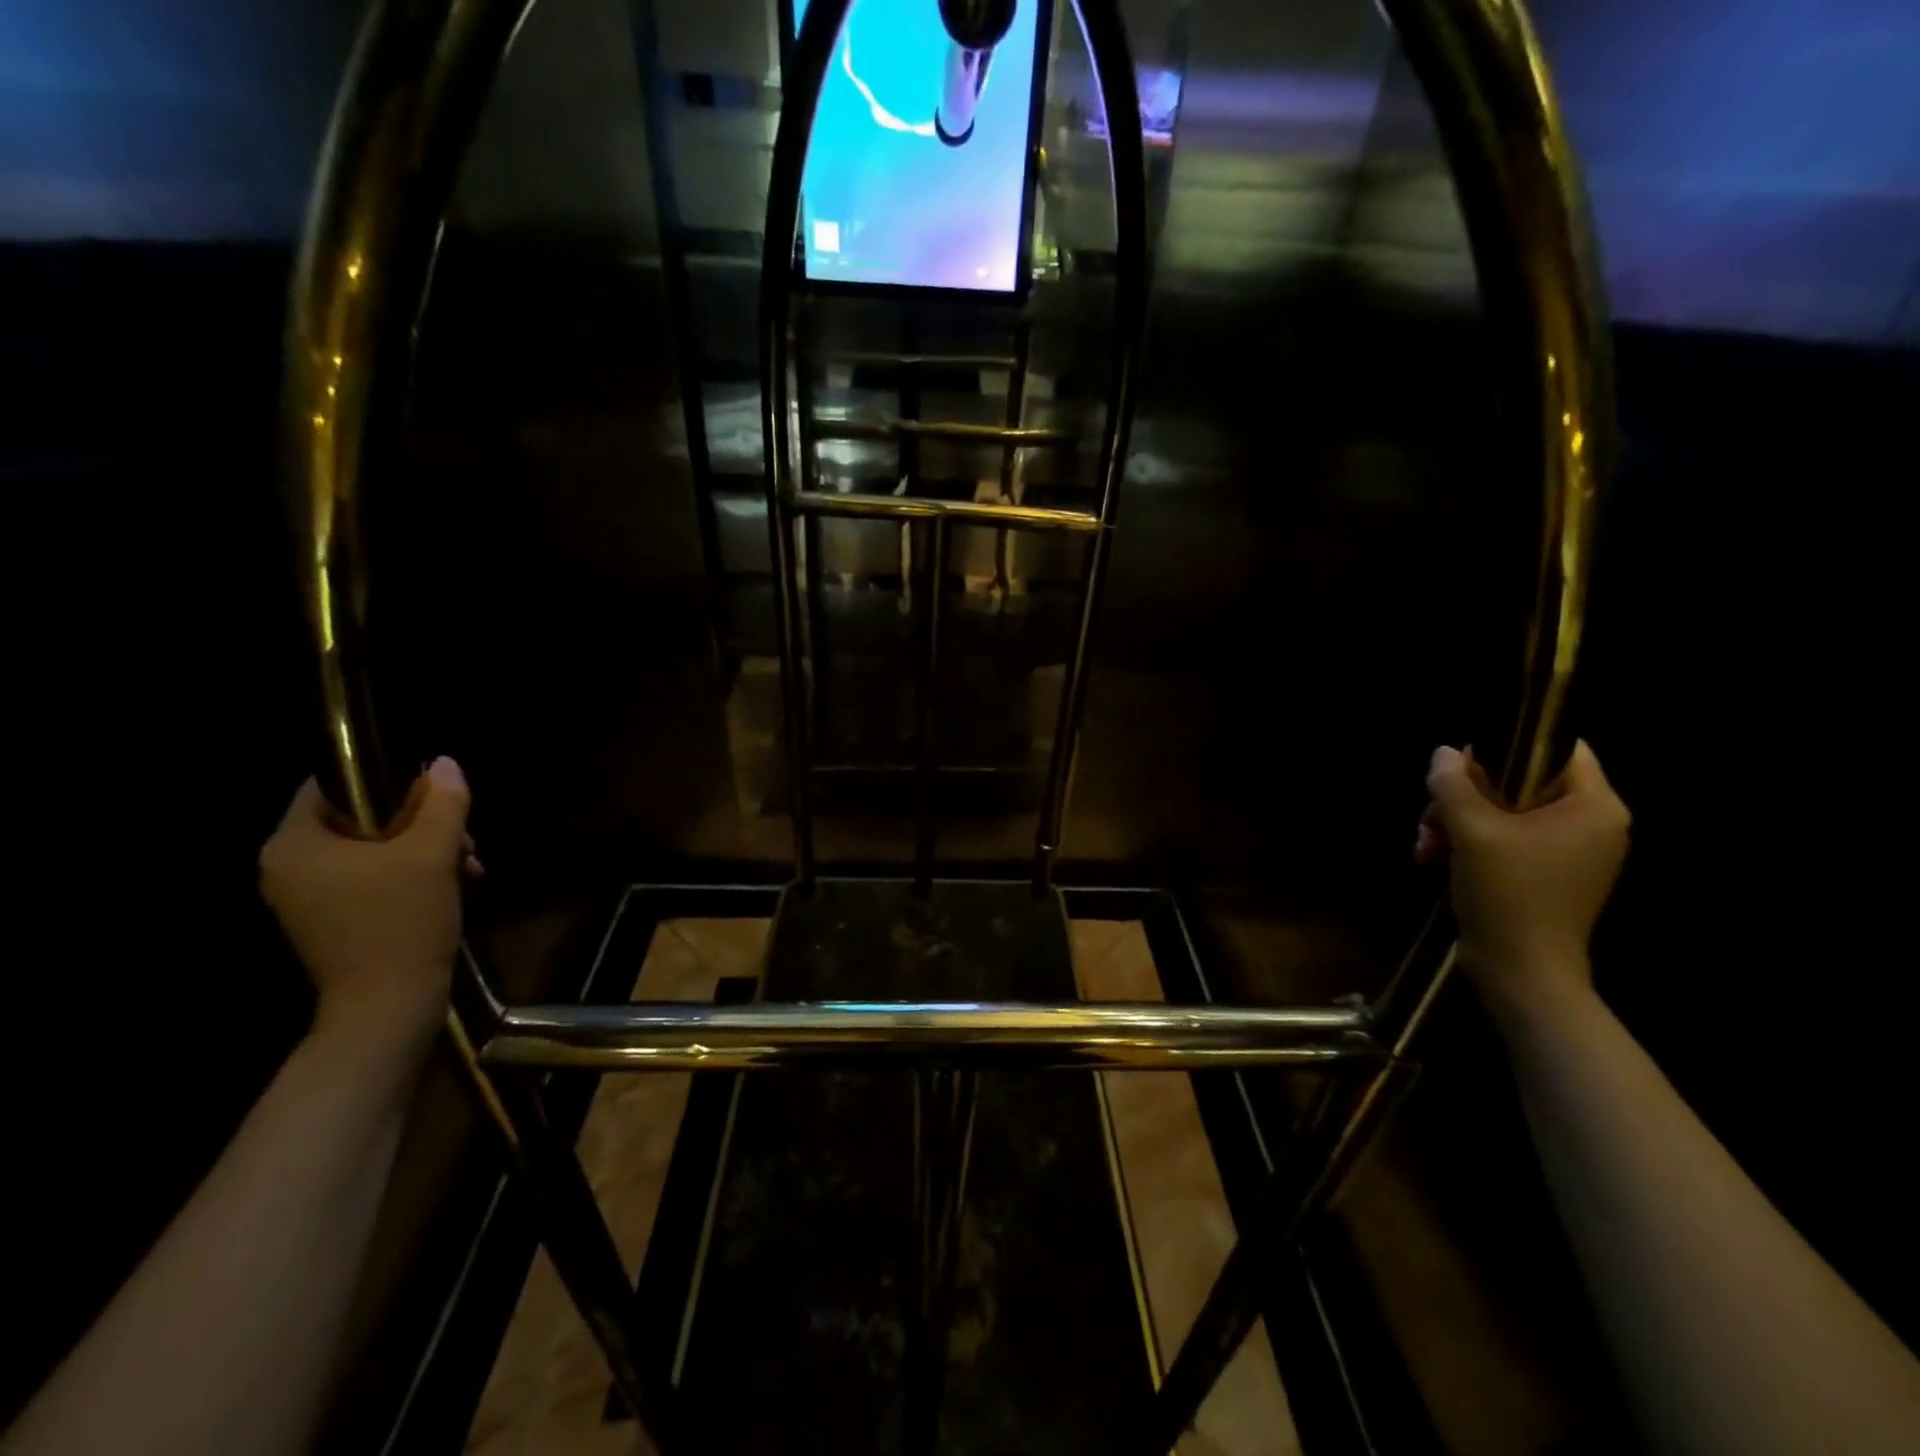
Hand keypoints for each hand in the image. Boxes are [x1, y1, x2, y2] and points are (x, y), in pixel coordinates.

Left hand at [260, 757, 475, 1045]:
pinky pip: (372, 876)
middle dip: (421, 822)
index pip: (334, 783)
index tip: (435, 797)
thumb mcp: (432, 854)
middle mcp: (288, 866)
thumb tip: (445, 764)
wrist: (388, 1007)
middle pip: (361, 816)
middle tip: (463, 840)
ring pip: (373, 848)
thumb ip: (442, 803)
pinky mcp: (332, 919)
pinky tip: (452, 885)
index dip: (389, 779)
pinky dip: (412, 874)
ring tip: (467, 866)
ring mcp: (307, 896)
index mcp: (295, 844)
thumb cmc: (401, 923)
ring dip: (426, 849)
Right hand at [1415, 741, 1629, 1018]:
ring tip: (1425, 844)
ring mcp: (1569, 851)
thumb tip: (1443, 753)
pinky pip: (1504, 838)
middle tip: (1430, 814)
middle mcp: (1591, 824)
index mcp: (1594, 806)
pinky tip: (1434, 859)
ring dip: (1456, 821)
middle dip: (1465, 794)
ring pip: (1503, 810)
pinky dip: (1468, 843)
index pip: (1559, 748)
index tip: (1462, 763)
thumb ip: (1454, 785)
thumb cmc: (1508, 894)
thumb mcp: (1472, 831)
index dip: (1508, 745)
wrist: (1522, 972)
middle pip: (1521, 780)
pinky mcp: (1545, 874)